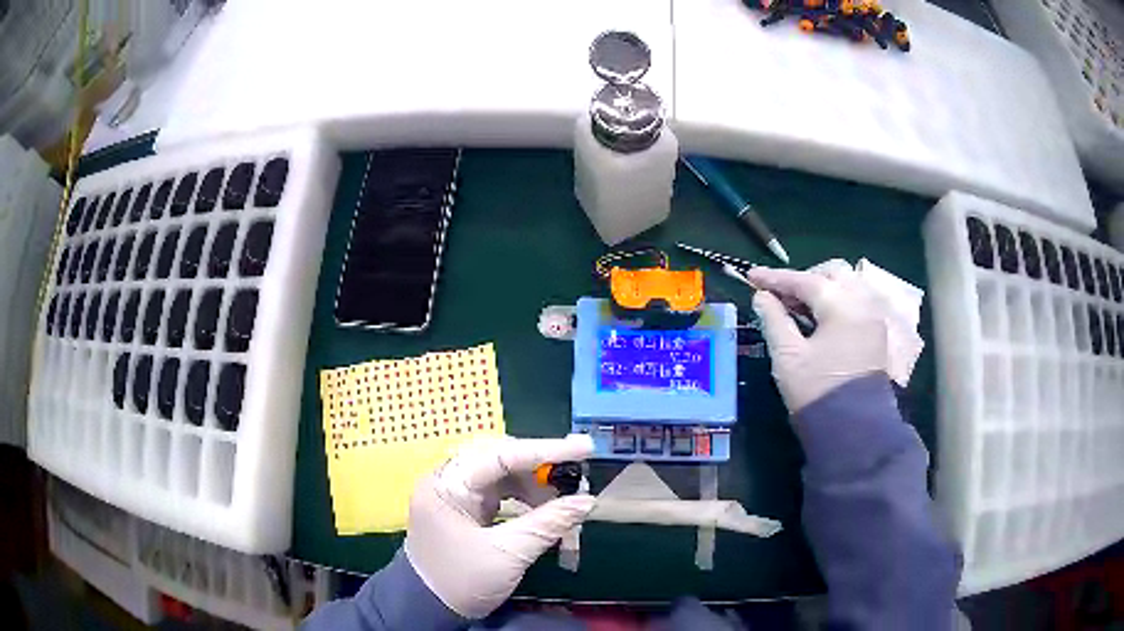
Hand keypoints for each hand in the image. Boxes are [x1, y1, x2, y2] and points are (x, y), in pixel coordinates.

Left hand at [404, 434, 594, 618]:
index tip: (583, 448)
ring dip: (533, 482)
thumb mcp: (509, 554)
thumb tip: (587, 501)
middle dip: (539, 465)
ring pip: (500, 472)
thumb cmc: (462, 581)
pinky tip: (543, 507)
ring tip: (562, 498)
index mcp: (447, 485)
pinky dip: (523, 496)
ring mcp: (453, 492)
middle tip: (575, 472)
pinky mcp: (462, 506)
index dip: (545, 450)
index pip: (500, 455)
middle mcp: (446, 479)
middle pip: (499, 457)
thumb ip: (548, 523)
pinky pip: (497, 489)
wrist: (429, 607)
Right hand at [748, 260, 889, 412]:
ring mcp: (874, 318)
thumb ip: (773, 320)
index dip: (775, 278)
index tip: (751, 277)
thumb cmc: (817, 391)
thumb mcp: (788, 356)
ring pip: (848, 286)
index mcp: (841, 304)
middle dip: (805, 278)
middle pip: (833, 273)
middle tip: (781, 295)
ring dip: (823, 289)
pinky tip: (821, 321)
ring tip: (800, 308)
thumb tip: (762, 297)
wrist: (853, 431)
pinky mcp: (877, 335)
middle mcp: (863, 303)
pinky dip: (837, 303)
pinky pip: (857, 303)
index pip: (805, 280)